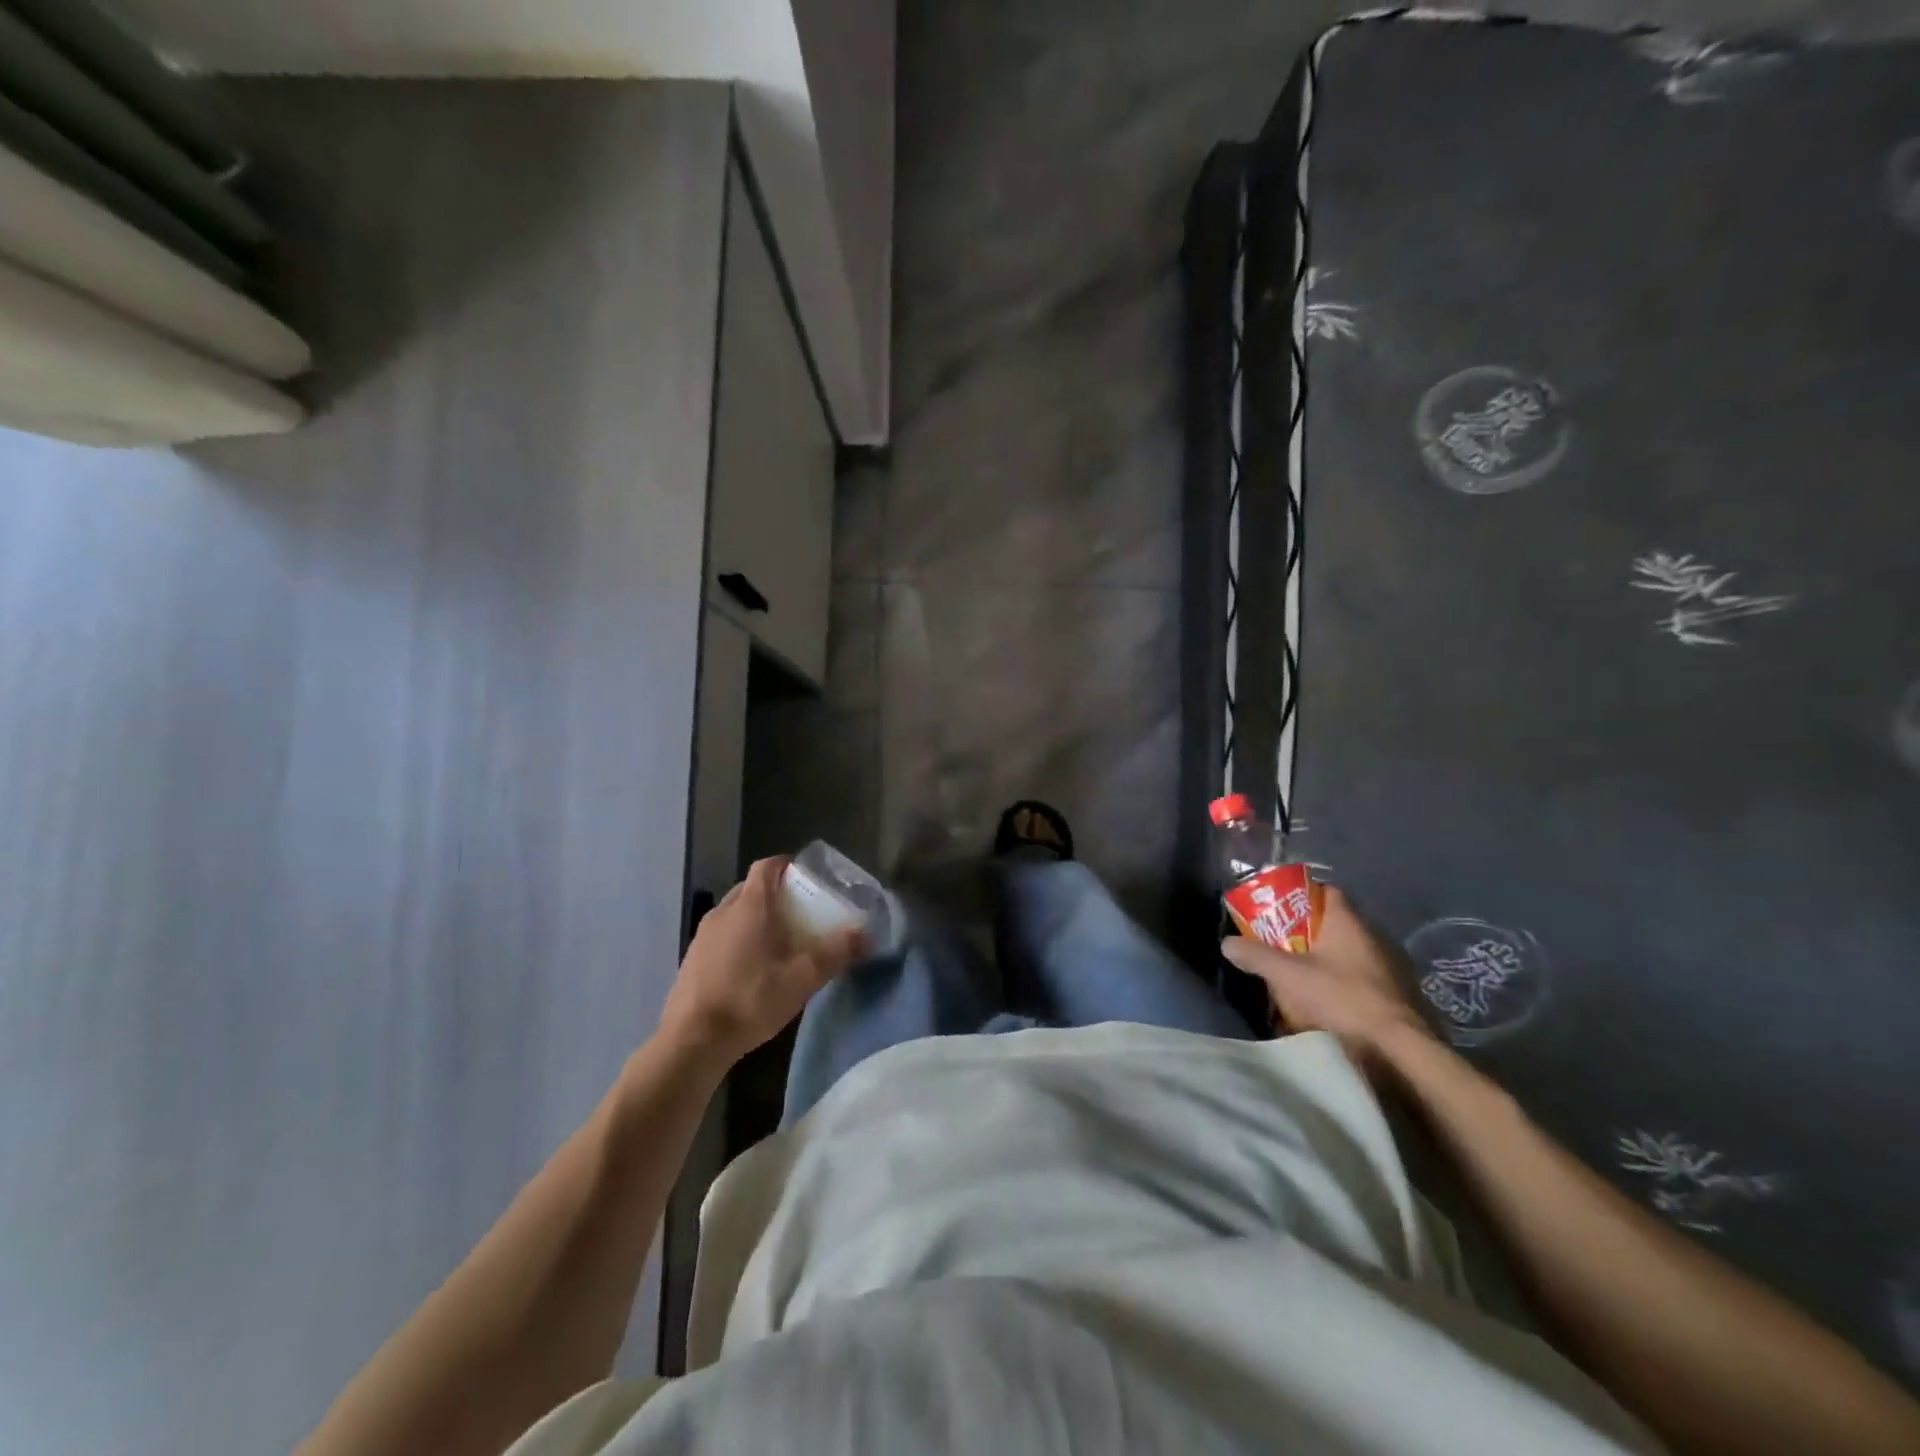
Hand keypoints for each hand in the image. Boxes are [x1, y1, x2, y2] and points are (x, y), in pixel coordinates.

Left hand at [661, 857, 863, 1064]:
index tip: (807, 878)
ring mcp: (703, 936)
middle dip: (775, 895)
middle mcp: (723, 911)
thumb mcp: (803, 978)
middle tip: (800, 913)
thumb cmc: (751, 998)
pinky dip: (738, 941)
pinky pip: (721, 937)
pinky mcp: (691, 960)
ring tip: (778, 942)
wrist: (692, 1041)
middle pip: (751, 888)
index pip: (767, 866)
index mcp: (750, 905)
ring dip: (755, 919)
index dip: (787, 866)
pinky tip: (751, 970)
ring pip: (734, 914)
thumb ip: (836, 952)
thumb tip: (865, 935)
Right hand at [1222, 885, 1433, 1066]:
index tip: (1278, 910)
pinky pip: (1365, 977)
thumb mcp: (1288, 976)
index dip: (1300, 896)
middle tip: (1281, 945)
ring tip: (1301, 976)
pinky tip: (1330, 1001)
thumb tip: (1227, 943)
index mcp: (1349, 921)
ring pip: (1351, 952)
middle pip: (1335, 923)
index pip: (1325, 891)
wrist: (1401, 1051)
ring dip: (1328, 960)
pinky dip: (1346, 982)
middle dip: (1308, 932)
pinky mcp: (1401, 994)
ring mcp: (1392, 965)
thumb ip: (1256, 955)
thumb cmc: (1343, 999)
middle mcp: (1375, 935)